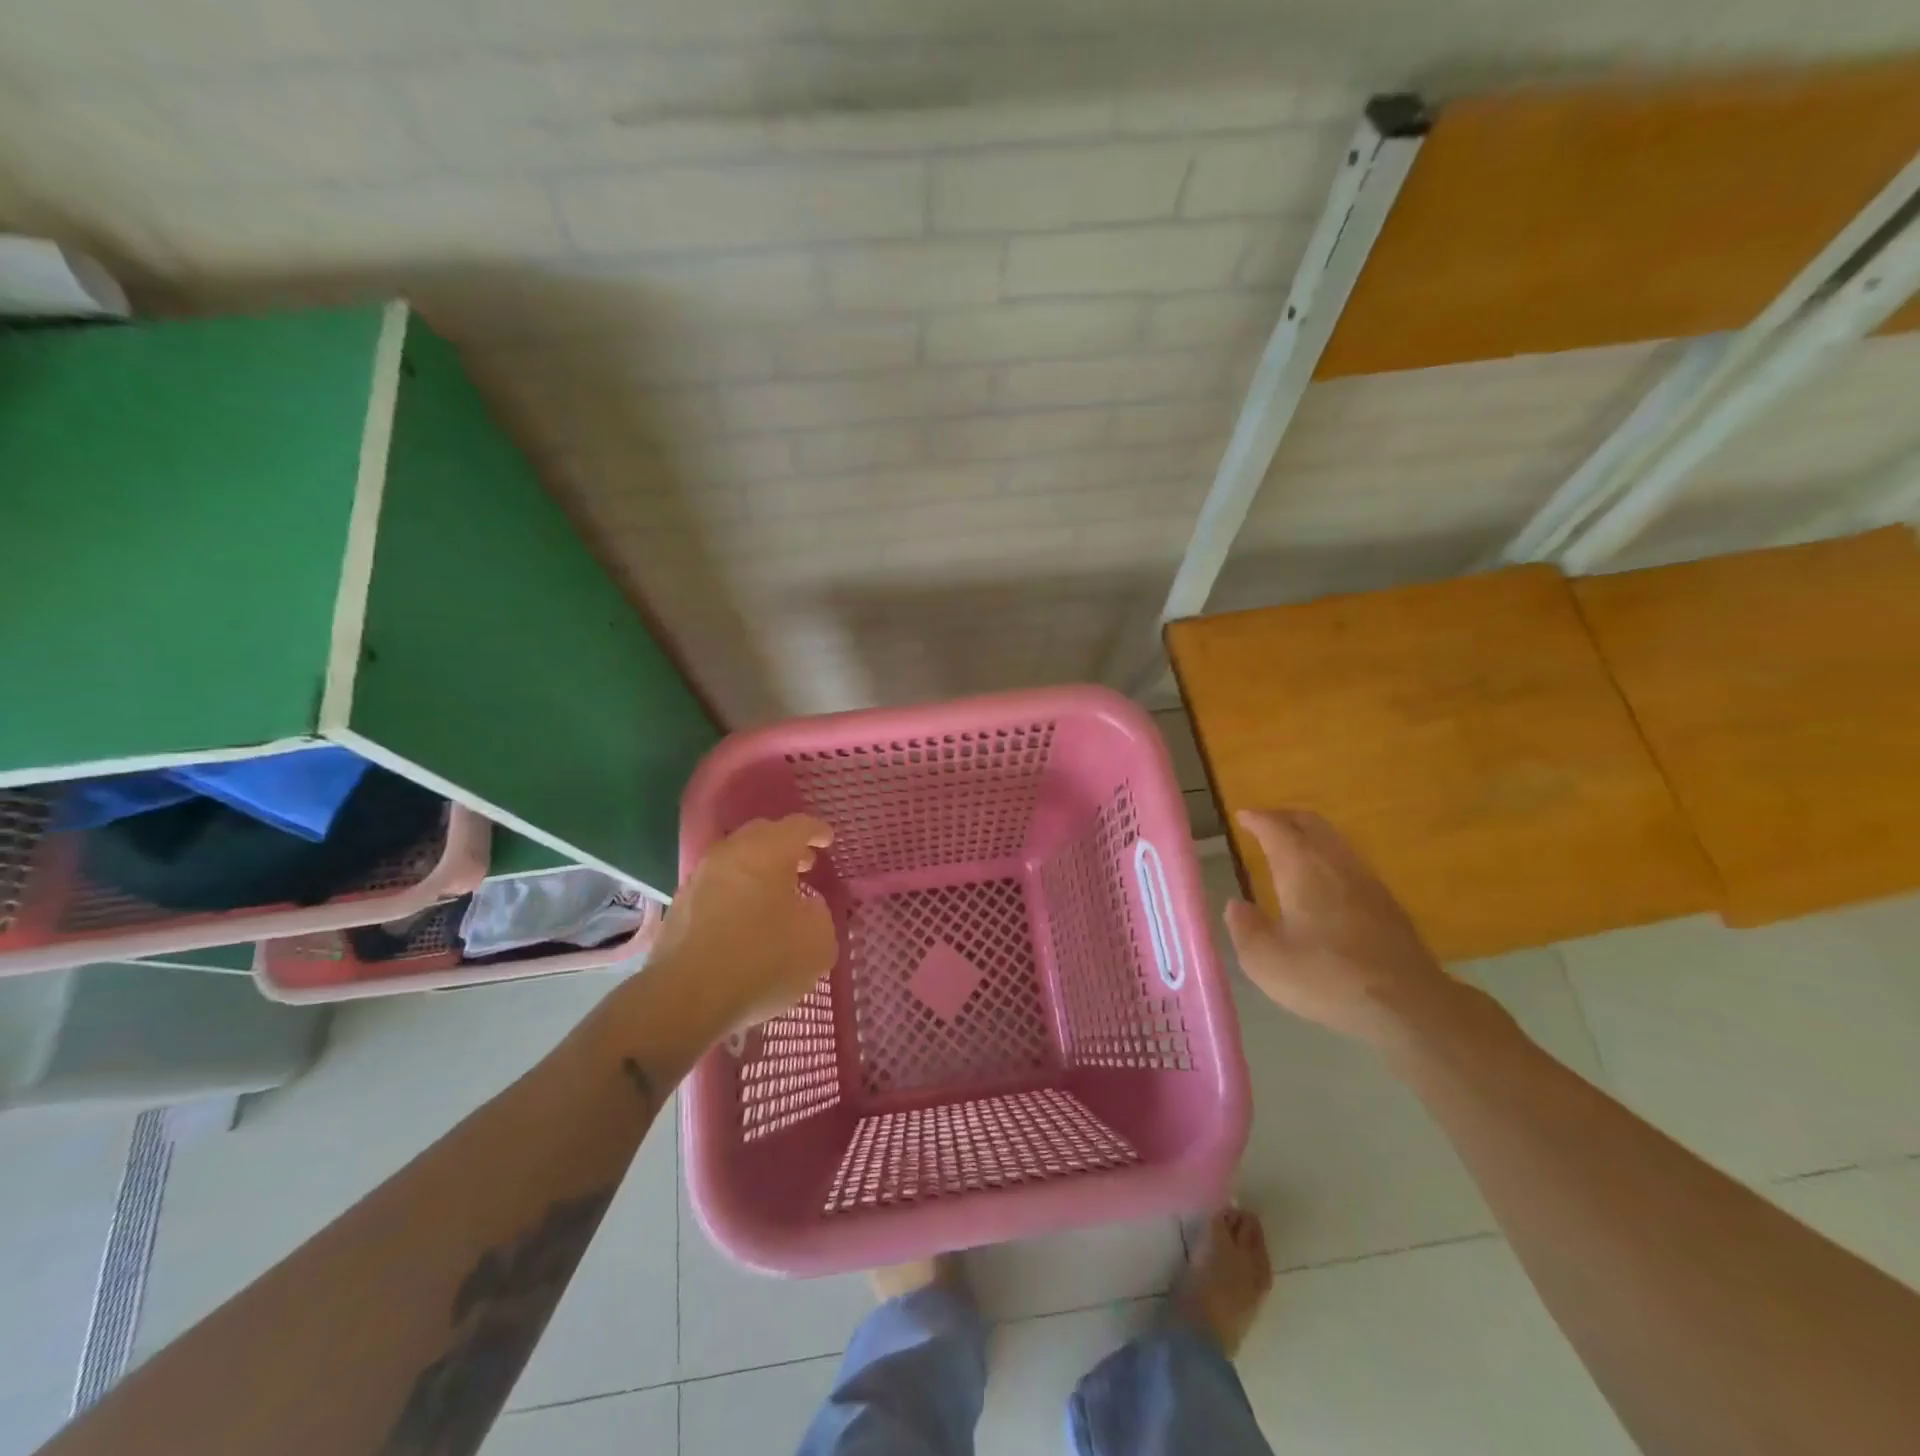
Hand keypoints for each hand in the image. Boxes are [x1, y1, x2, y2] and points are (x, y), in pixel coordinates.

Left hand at [650, 815, 837, 1034]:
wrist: (686, 998)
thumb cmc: (762, 961)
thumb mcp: (817, 942)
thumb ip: (820, 915)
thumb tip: (807, 908)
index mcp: (767, 851)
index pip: (798, 827)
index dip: (816, 831)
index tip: (828, 840)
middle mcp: (730, 854)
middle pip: (762, 835)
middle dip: (785, 845)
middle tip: (804, 863)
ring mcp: (700, 878)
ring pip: (735, 860)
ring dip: (758, 869)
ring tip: (776, 894)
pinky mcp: (680, 906)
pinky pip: (717, 885)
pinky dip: (737, 891)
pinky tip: (746, 918)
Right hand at [1222, 809, 1474, 1050]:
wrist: (1407, 1004)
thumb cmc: (1326, 976)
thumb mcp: (1265, 960)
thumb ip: (1245, 928)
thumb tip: (1236, 906)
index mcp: (1301, 867)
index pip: (1276, 828)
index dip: (1257, 819)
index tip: (1242, 816)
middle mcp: (1334, 863)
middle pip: (1311, 823)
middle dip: (1285, 817)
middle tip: (1265, 823)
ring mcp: (1366, 881)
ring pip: (1334, 841)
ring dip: (1310, 835)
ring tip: (1291, 847)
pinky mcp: (1387, 904)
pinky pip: (1350, 863)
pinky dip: (1329, 857)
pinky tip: (1325, 882)